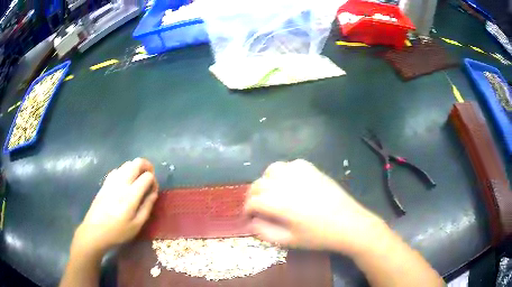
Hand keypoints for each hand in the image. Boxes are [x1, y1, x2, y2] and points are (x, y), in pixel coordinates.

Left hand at [72, 158, 158, 255]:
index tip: (153, 191)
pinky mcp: (105, 183)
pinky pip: (117, 169)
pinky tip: (125, 183)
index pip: (147, 176)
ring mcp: (111, 181)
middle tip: (149, 177)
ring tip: (138, 180)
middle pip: (136, 163)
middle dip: (147, 166)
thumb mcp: (137, 225)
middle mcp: (121, 183)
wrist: (95, 231)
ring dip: (135, 168)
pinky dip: (125, 171)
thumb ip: (147, 207)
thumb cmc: (118, 232)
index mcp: (130, 195)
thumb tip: (154, 193)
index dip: (154, 181)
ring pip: (127, 164)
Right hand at [245, 159, 384, 254]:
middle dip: (253, 196)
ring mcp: (301, 174)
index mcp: (281, 204)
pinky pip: (291, 164)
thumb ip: (265, 232)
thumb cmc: (319, 236)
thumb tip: (252, 222)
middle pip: (259, 183)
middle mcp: (287, 184)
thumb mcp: (289, 241)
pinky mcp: (312, 169)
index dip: (247, 209)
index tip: (249, 216)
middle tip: (256, 207)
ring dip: (266, 181)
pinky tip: (288, 183)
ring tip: (270, 192)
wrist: (348, 224)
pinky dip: (284, 172)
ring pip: (272, 169)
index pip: (253, 201)